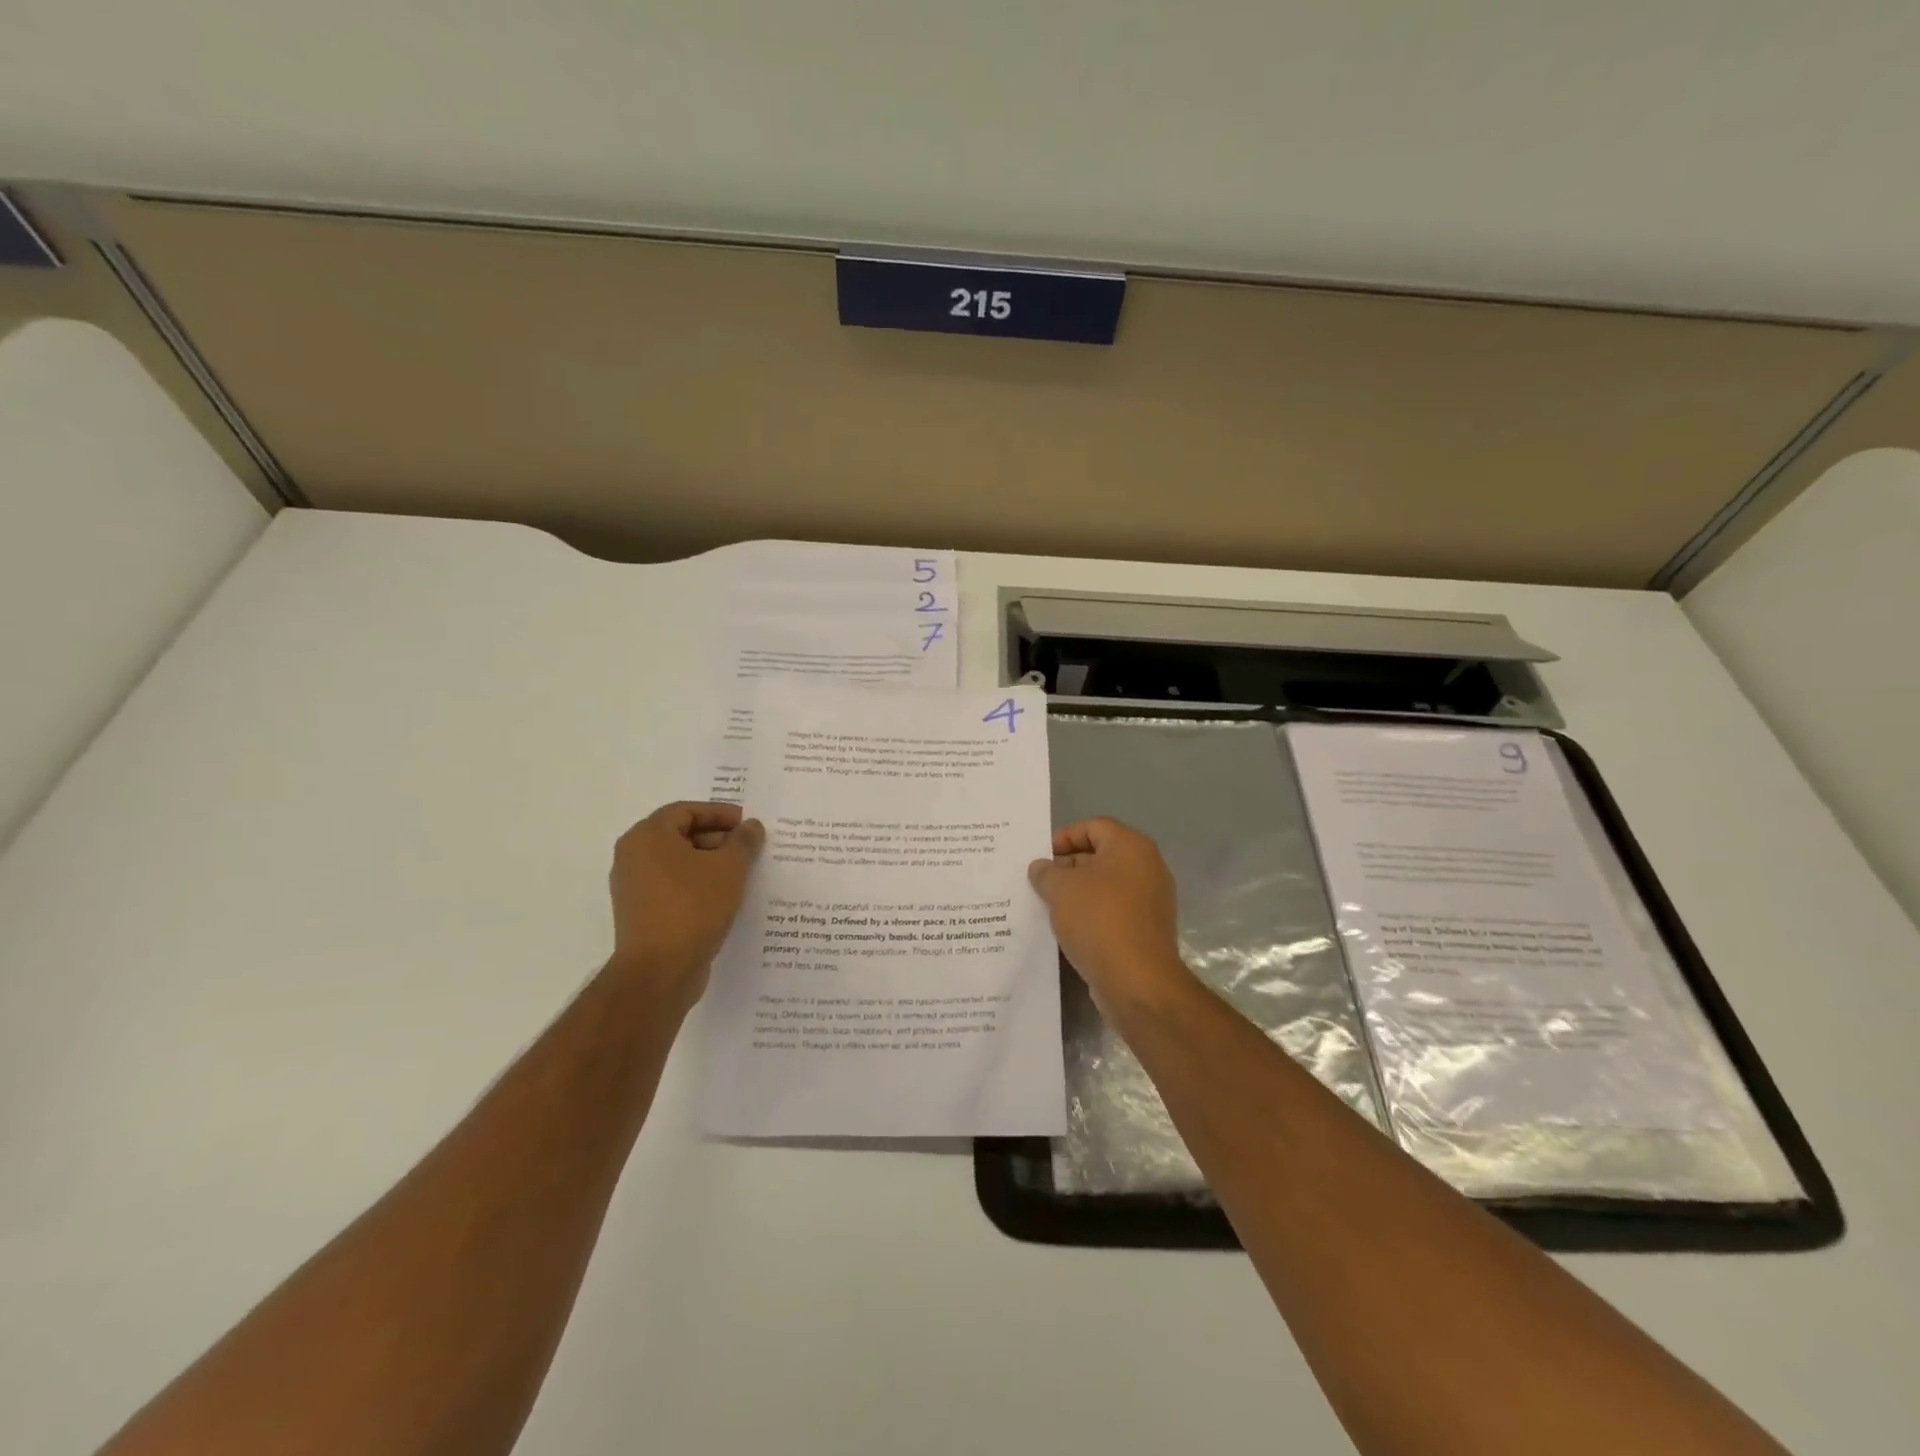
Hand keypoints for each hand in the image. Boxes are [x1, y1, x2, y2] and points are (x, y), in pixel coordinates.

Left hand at [608, 801, 764, 1008]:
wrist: (660, 971)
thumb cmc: (693, 907)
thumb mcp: (729, 868)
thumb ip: (743, 841)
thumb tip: (751, 826)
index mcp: (647, 836)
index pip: (687, 810)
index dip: (720, 813)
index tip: (748, 824)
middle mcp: (633, 856)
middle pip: (680, 834)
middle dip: (718, 838)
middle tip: (749, 849)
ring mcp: (634, 886)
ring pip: (678, 862)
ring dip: (710, 863)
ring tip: (742, 873)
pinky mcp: (641, 912)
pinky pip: (673, 886)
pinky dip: (698, 884)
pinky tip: (725, 896)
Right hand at [1028, 817, 1195, 1014]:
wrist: (1137, 981)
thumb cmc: (1099, 920)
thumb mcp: (1061, 889)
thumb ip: (1046, 872)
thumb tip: (1041, 867)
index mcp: (1132, 847)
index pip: (1093, 826)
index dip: (1063, 837)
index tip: (1040, 858)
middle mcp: (1147, 868)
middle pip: (1100, 855)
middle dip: (1066, 867)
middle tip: (1038, 883)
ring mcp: (1150, 901)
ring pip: (1104, 887)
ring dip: (1076, 893)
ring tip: (1046, 906)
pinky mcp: (1145, 930)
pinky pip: (1112, 912)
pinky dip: (1089, 916)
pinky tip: (1065, 929)